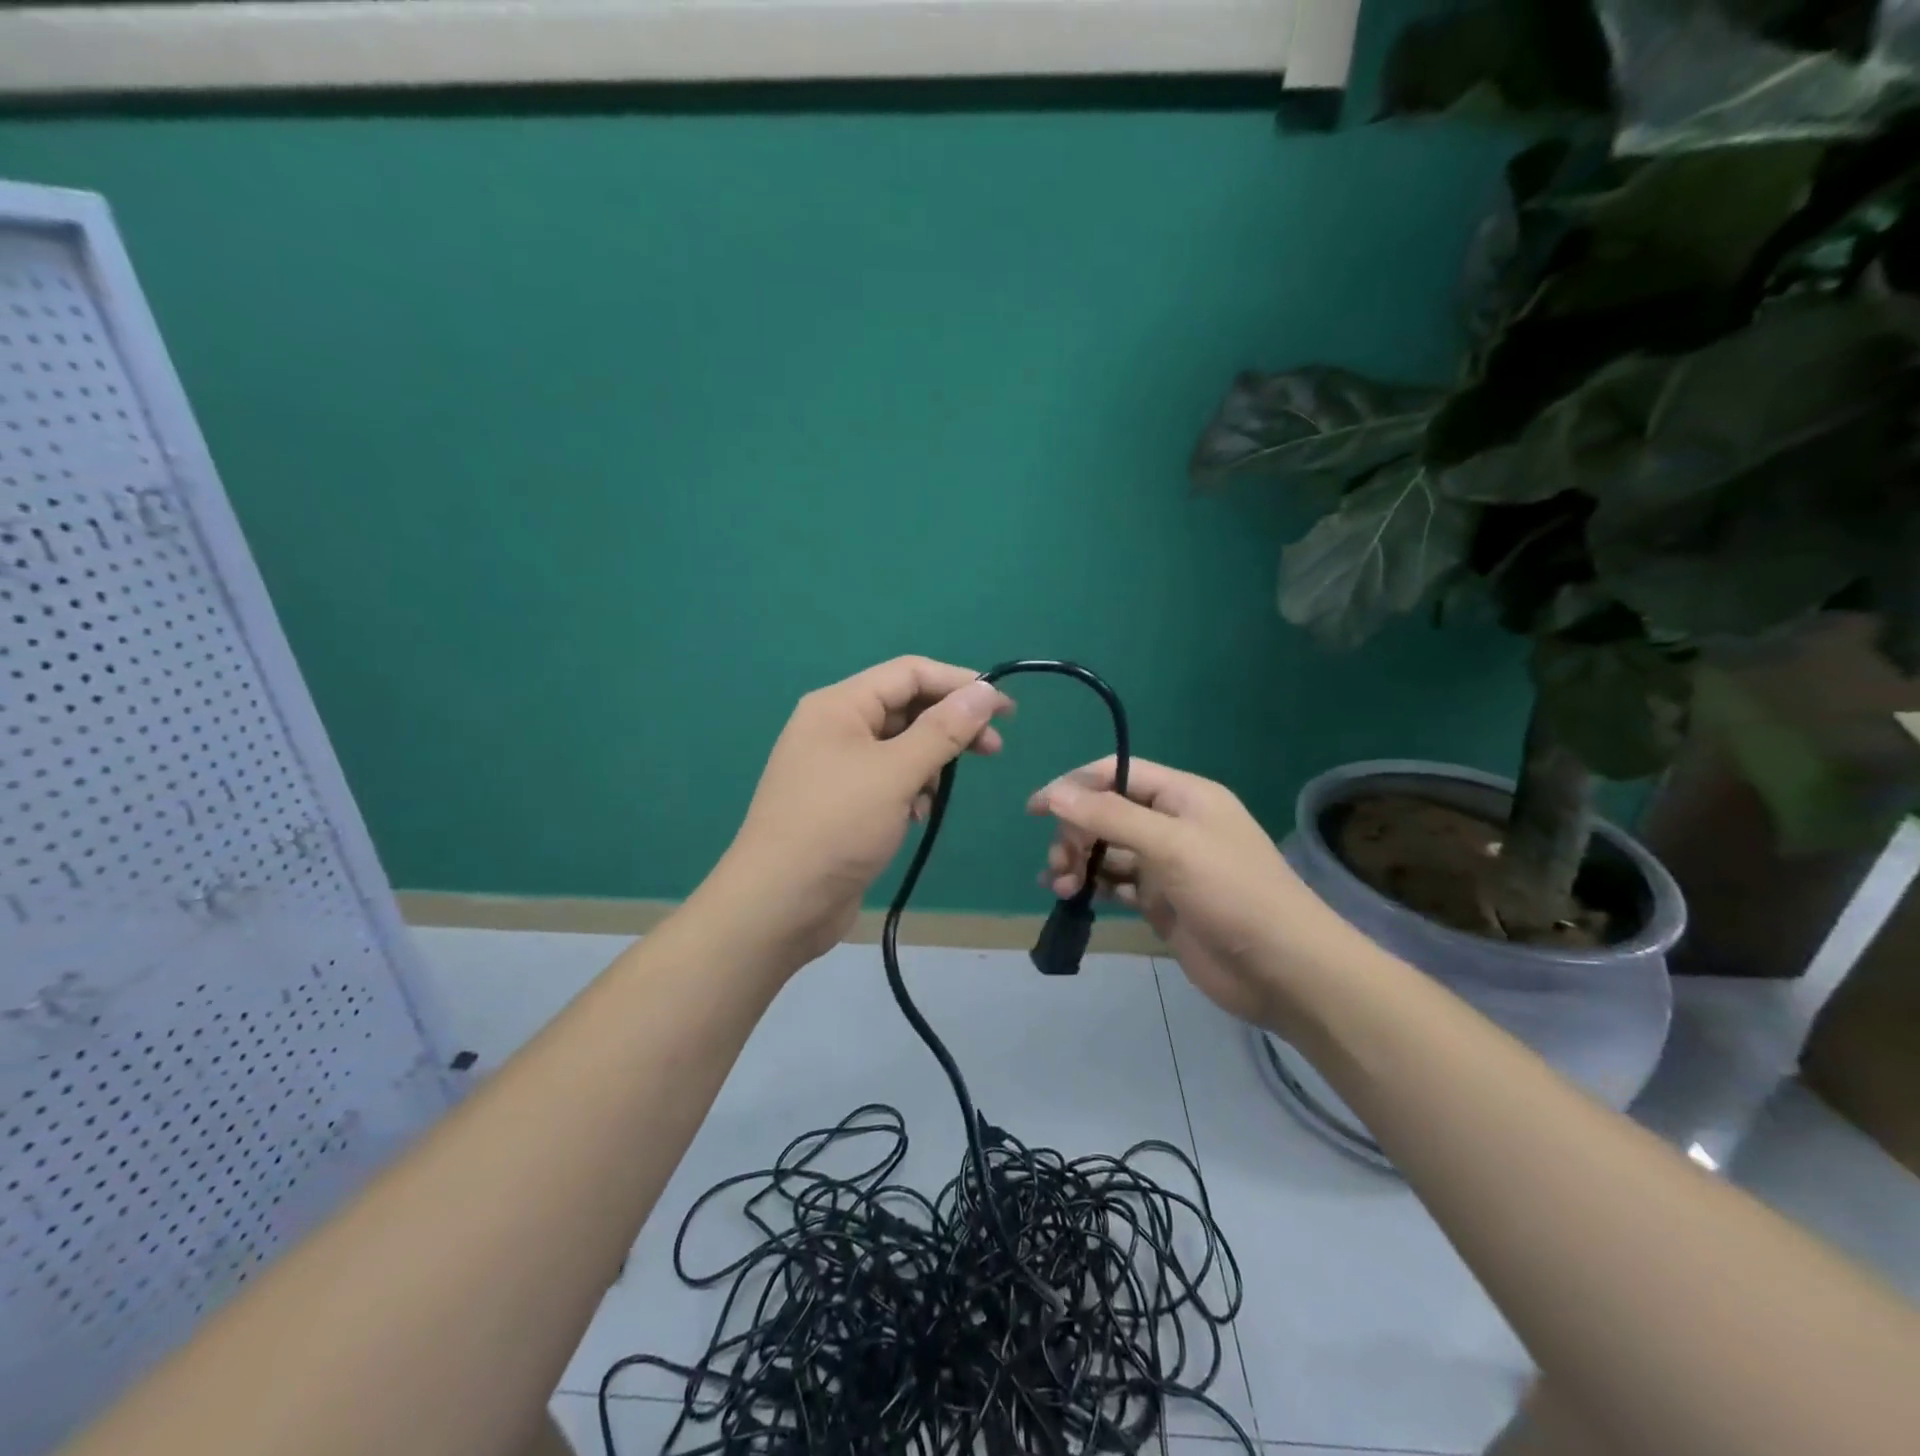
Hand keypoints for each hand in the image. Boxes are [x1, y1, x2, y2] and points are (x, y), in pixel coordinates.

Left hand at [712, 657, 1013, 966]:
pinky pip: (886, 779)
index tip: (1004, 709)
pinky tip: (917, 815)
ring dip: (930, 762)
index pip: (910, 673)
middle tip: (994, 749)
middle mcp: (835, 726)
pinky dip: (910, 789)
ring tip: (939, 795)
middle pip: (906, 707)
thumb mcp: (896, 773)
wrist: (779, 904)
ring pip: (899, 746)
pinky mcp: (841, 801)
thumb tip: (985, 691)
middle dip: (950, 725)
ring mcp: (835, 766)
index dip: (960, 684)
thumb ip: (944, 729)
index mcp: (839, 705)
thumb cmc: (837, 826)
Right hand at [1030, 757, 1360, 1036]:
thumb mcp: (1171, 846)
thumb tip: (1055, 793)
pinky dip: (1092, 886)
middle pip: (1108, 813)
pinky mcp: (1161, 903)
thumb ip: (1111, 817)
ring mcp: (1167, 866)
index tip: (1036, 809)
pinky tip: (1070, 897)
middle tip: (1060, 863)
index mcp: (1183, 796)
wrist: (1283, 970)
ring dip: (1078, 861)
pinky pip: (1116, 884)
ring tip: (1061, 885)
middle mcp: (1173, 825)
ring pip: (1107, 851)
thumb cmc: (1233, 892)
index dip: (1075, 786)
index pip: (1118, 774)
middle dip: (1076, 832)